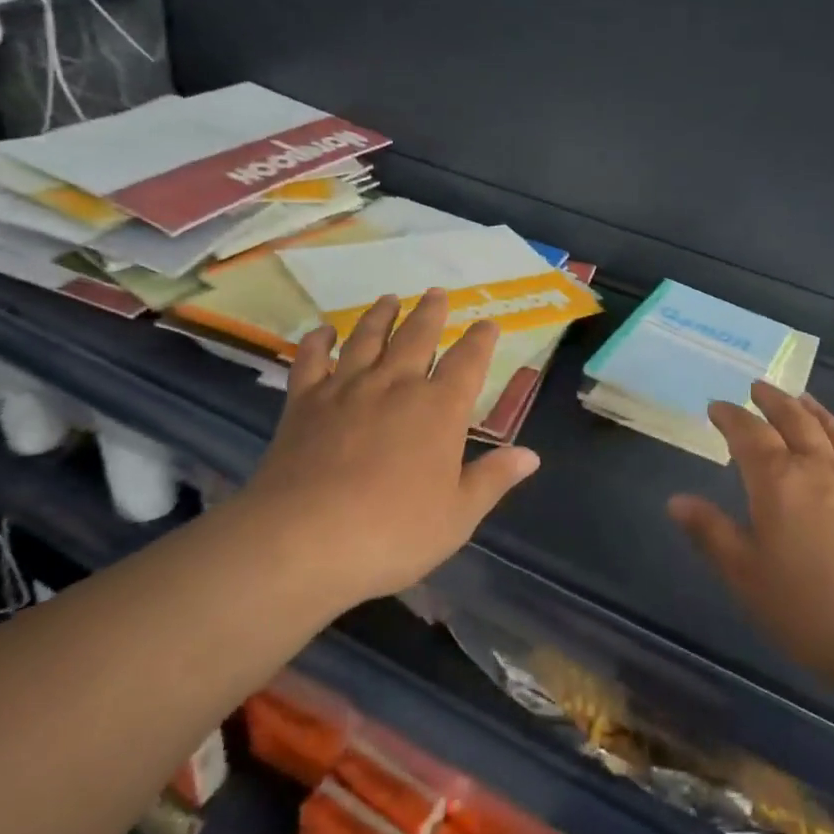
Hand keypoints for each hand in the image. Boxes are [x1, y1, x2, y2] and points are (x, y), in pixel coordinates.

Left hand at [226, 292, 539, 610]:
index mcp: (439, 409)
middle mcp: (395, 385)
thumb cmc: (392, 533)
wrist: (303, 540)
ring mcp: (346, 389)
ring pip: (367, 337)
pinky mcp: (303, 403)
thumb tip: (530, 455)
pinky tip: (324, 331)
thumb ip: (493, 479)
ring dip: (381, 315)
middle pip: (417, 336)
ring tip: (390, 298)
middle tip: (436, 293)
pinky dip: (318, 341)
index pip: (468, 361)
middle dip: (431, 312)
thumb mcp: (457, 516)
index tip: (487, 323)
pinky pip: (311, 360)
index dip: (480, 339)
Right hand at [669, 385, 833, 697]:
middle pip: (794, 420)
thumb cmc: (810, 610)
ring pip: (833, 431)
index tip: (716, 407)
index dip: (731, 417)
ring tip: (800, 399)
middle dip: (772, 401)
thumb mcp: (746, 576)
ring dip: (812, 410)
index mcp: (779, 481)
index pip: (749, 434)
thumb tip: (676, 500)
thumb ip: (711, 533)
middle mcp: (819, 468)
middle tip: (757, 388)